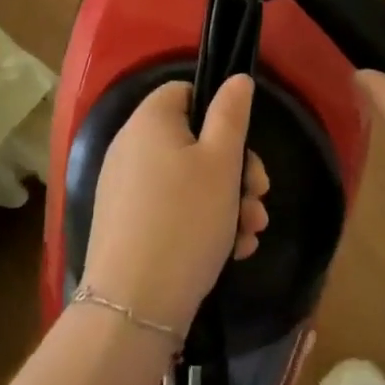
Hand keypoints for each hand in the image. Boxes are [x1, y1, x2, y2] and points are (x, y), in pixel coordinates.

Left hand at [81, 76, 269, 333]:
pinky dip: (202, 223)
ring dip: (227, 202)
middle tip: (259, 197)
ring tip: (252, 233)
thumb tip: (236, 78)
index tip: (243, 146)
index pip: (185, 92)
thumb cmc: (185, 220)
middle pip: (193, 140)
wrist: (133, 305)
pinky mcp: (127, 223)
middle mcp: (131, 146)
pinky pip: (172, 208)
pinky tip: (233, 252)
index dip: (219, 113)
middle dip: (235, 170)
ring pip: (188, 180)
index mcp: (149, 120)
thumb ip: (232, 114)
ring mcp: (126, 187)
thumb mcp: (221, 162)